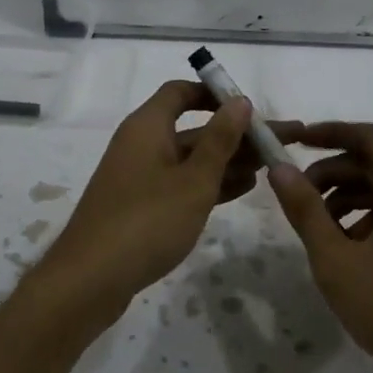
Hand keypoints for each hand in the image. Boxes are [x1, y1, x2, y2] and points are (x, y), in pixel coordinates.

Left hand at [37, 82, 256, 320]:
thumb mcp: (194, 180)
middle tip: (281, 143)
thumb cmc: (147, 221)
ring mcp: (140, 177)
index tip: (250, 108)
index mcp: (148, 127)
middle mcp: (142, 144)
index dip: (215, 94)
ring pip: (190, 159)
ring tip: (270, 168)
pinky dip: (209, 184)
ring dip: (228, 161)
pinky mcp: (141, 206)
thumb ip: (220, 140)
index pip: (180, 92)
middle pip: (193, 129)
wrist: (91, 279)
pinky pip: (181, 184)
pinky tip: (242, 189)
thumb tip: (239, 101)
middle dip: (236, 135)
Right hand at [268, 122, 372, 372]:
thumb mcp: (336, 259)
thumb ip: (305, 209)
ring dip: (350, 198)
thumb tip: (279, 168)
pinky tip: (347, 250)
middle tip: (299, 194)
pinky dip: (370, 220)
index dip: (331, 132)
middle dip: (335, 172)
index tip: (296, 140)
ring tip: (318, 227)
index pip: (371, 138)